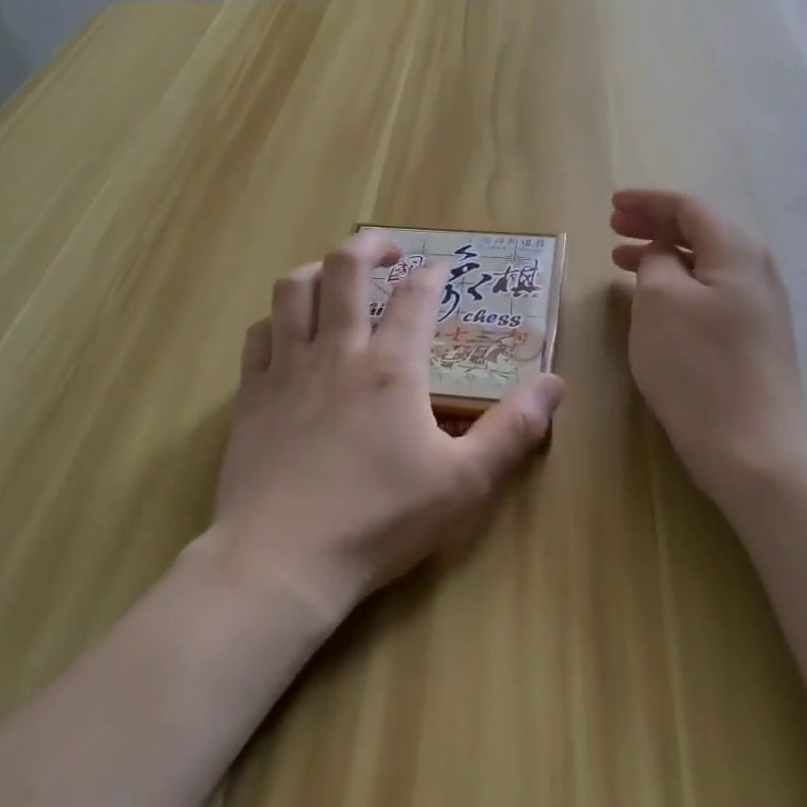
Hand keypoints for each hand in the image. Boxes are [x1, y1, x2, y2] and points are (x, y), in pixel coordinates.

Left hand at [212, 229, 564, 621]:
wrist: (280, 561)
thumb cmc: (379, 520)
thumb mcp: (464, 483)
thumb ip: (513, 430)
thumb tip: (555, 383)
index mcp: (391, 366)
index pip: (415, 296)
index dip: (432, 273)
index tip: (442, 269)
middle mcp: (337, 351)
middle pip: (345, 268)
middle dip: (370, 245)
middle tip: (389, 251)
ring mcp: (287, 368)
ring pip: (293, 290)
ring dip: (317, 270)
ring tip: (336, 277)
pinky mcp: (252, 394)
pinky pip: (259, 333)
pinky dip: (277, 319)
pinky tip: (289, 332)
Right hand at [610, 190, 806, 507]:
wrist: (753, 448)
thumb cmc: (697, 366)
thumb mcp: (660, 301)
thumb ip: (656, 260)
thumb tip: (662, 253)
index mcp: (737, 251)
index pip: (690, 207)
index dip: (648, 202)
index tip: (611, 205)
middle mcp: (756, 271)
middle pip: (701, 231)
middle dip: (654, 225)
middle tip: (613, 228)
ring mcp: (759, 307)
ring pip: (704, 264)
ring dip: (662, 255)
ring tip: (621, 260)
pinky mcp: (753, 339)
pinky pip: (710, 292)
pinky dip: (677, 284)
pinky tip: (654, 300)